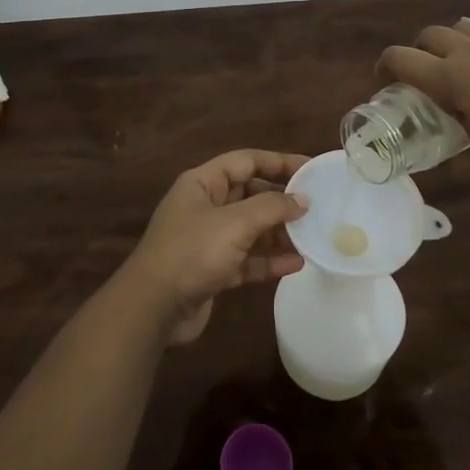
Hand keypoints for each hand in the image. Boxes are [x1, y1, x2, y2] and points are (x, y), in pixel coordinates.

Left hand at [120, 150, 310, 345]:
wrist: (154, 307)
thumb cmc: (192, 251)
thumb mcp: (234, 222)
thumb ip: (271, 207)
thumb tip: (302, 200)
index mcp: (202, 184)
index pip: (245, 161)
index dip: (278, 161)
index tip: (310, 168)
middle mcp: (205, 207)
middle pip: (250, 195)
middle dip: (281, 201)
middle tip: (316, 207)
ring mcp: (208, 240)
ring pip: (251, 229)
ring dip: (279, 233)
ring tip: (311, 237)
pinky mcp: (213, 270)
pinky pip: (247, 259)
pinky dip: (269, 260)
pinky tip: (295, 264)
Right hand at [378, 18, 469, 203]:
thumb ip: (459, 162)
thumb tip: (453, 160)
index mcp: (453, 81)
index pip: (402, 59)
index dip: (385, 67)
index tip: (384, 82)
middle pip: (431, 35)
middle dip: (417, 52)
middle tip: (420, 78)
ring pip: (465, 26)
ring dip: (451, 41)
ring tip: (457, 67)